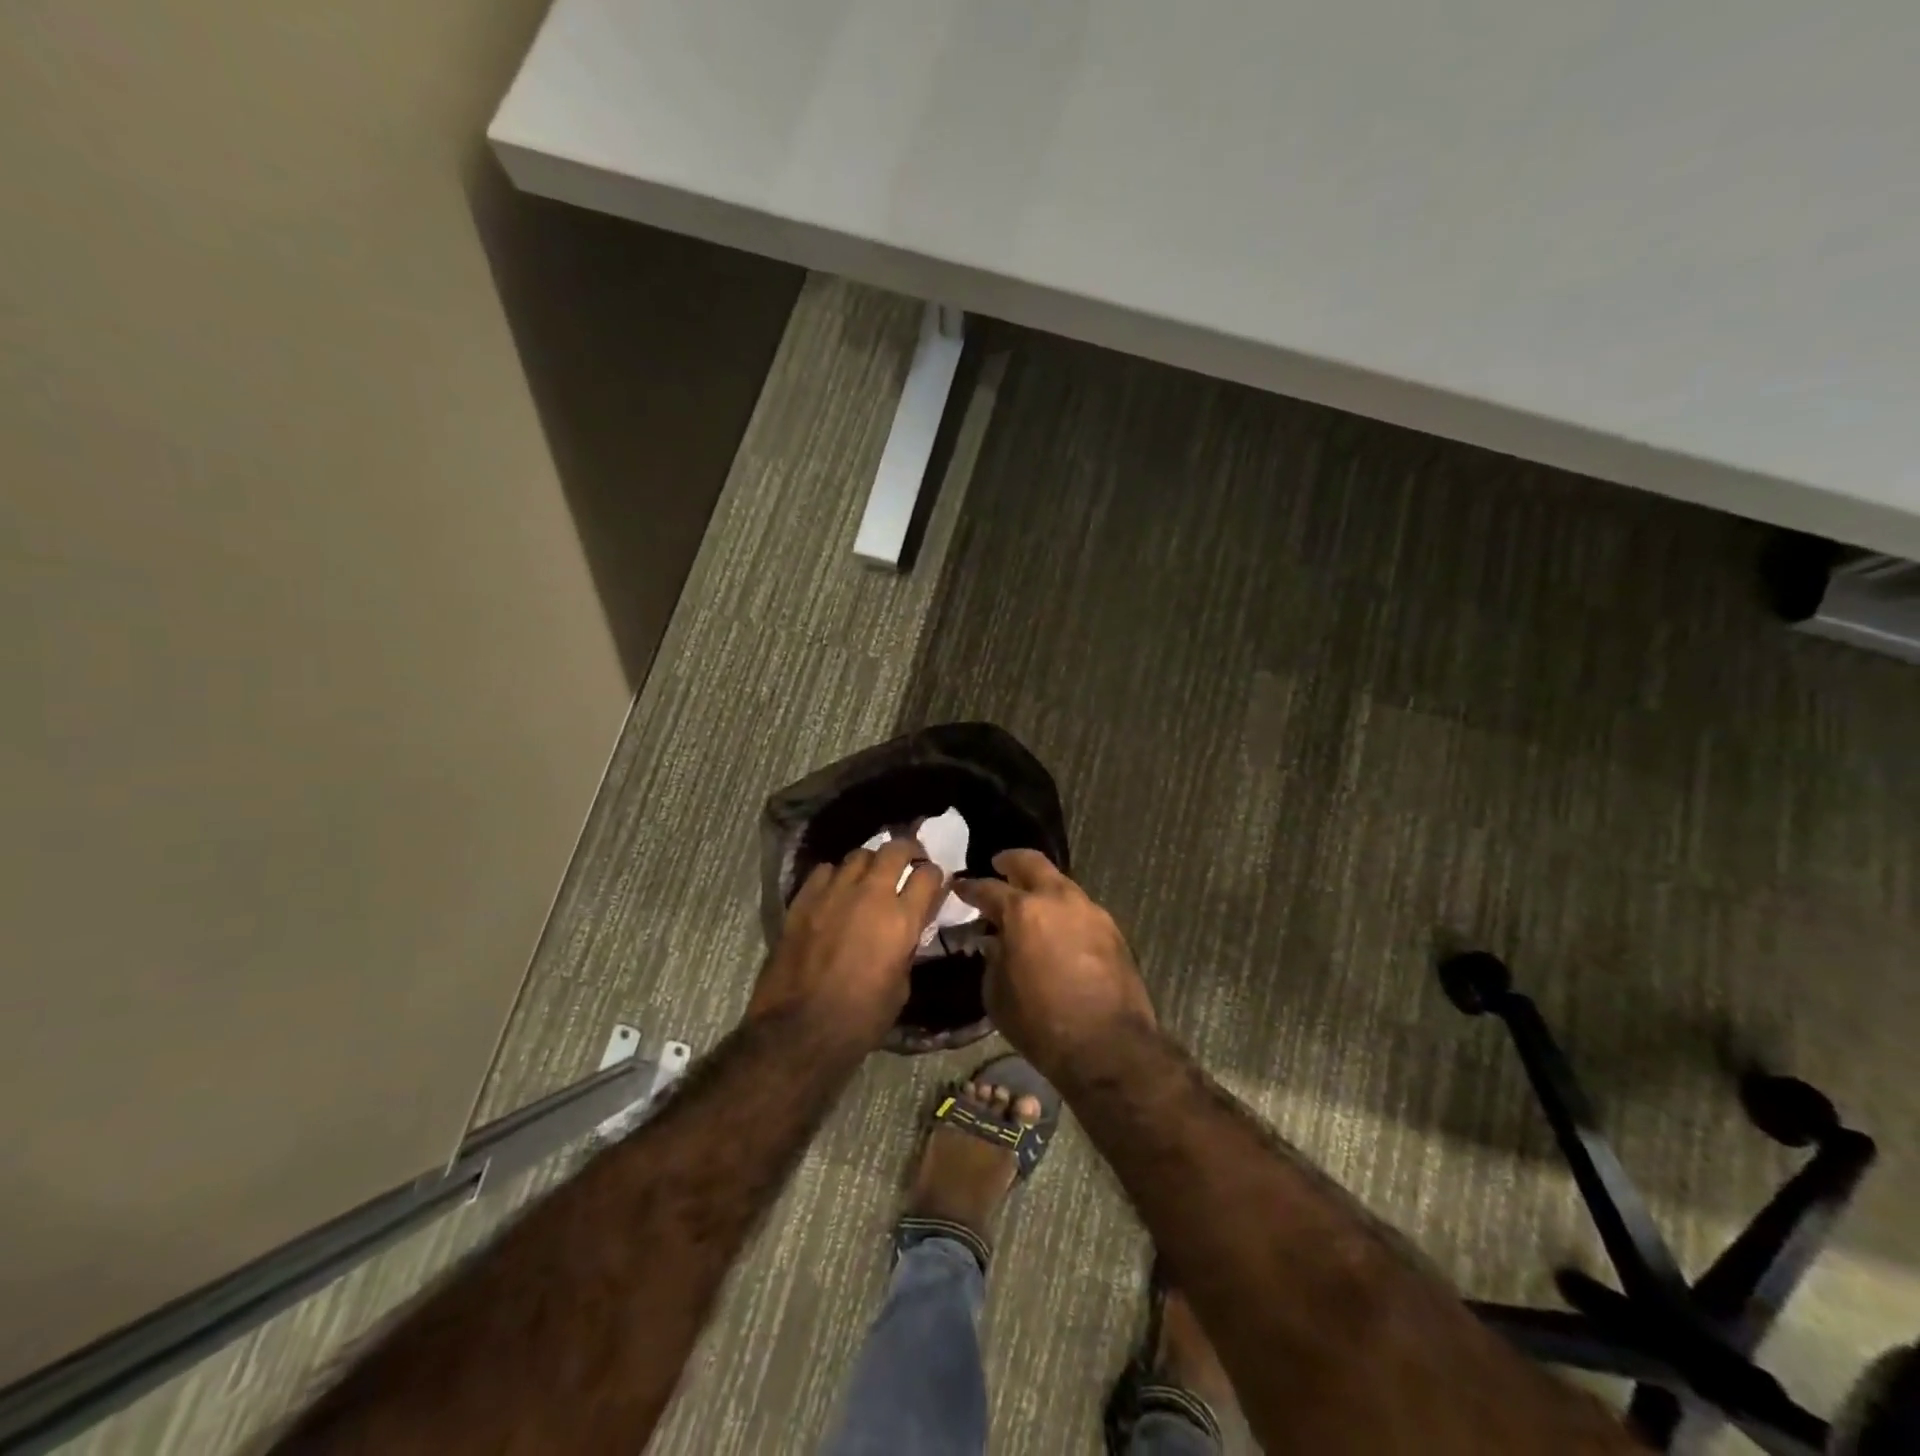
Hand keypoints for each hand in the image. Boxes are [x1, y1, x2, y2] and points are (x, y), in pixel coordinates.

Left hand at [749, 837, 945, 1049]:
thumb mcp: (901, 986)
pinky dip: (836, 875)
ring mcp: (834, 892)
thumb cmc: (860, 1018)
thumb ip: (907, 947)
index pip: (928, 875)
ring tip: (870, 876)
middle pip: (895, 849)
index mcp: (901, 918)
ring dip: (871, 863)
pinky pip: (825, 870)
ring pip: (859, 854)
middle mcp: (870, 894)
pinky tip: (836, 891)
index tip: (933, 883)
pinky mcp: (804, 899)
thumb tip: (908, 929)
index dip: (934, 876)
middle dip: (908, 851)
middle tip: (908, 862)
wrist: (799, 1029)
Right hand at [953, 850, 1155, 1081]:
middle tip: (999, 865)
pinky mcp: (1112, 929)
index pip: (988, 888)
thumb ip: (993, 959)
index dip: (970, 888)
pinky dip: (1064, 910)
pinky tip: (1058, 929)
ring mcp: (1089, 910)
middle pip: (1031, 862)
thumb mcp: (997, 996)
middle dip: (1011, 861)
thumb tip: (995, 943)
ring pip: (1061, 883)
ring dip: (1042, 887)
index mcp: (1022, 911)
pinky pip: (1081, 908)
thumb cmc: (1041, 1023)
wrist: (1107, 1046)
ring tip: (1031, 903)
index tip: (960, 887)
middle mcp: (1057, 899)